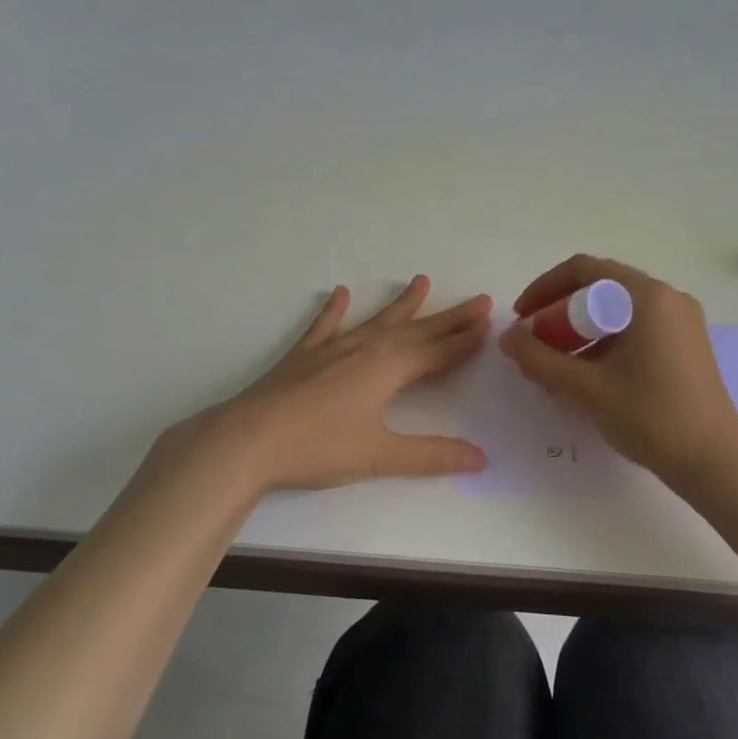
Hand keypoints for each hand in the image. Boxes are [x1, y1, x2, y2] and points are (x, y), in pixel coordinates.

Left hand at [175, 276, 492, 491]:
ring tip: (421, 281)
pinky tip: (339, 293)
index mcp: (388, 369)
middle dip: (449, 317)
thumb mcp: (379, 455)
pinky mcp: (303, 356)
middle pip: (417, 330)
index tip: (490, 323)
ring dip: (401, 304)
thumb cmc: (317, 447)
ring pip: (376, 321)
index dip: (465, 340)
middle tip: (479, 299)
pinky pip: (324, 326)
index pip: (438, 352)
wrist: (247, 439)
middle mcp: (365, 349)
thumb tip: (480, 458)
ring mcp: (332, 349)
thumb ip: (431, 456)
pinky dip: (333, 310)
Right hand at [500, 255, 737, 487]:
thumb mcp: (586, 388)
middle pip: (600, 287)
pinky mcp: (686, 344)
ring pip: (618, 310)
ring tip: (555, 365)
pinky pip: (636, 328)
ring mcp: (681, 321)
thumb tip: (507, 337)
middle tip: (535, 343)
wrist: (713, 461)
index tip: (522, 317)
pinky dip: (605, 341)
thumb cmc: (650, 417)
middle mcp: (667, 298)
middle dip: (560, 312)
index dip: (544, 288)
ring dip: (581, 330)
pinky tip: (587, 374)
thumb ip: (540, 359)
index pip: (583, 270)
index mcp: (647, 297)